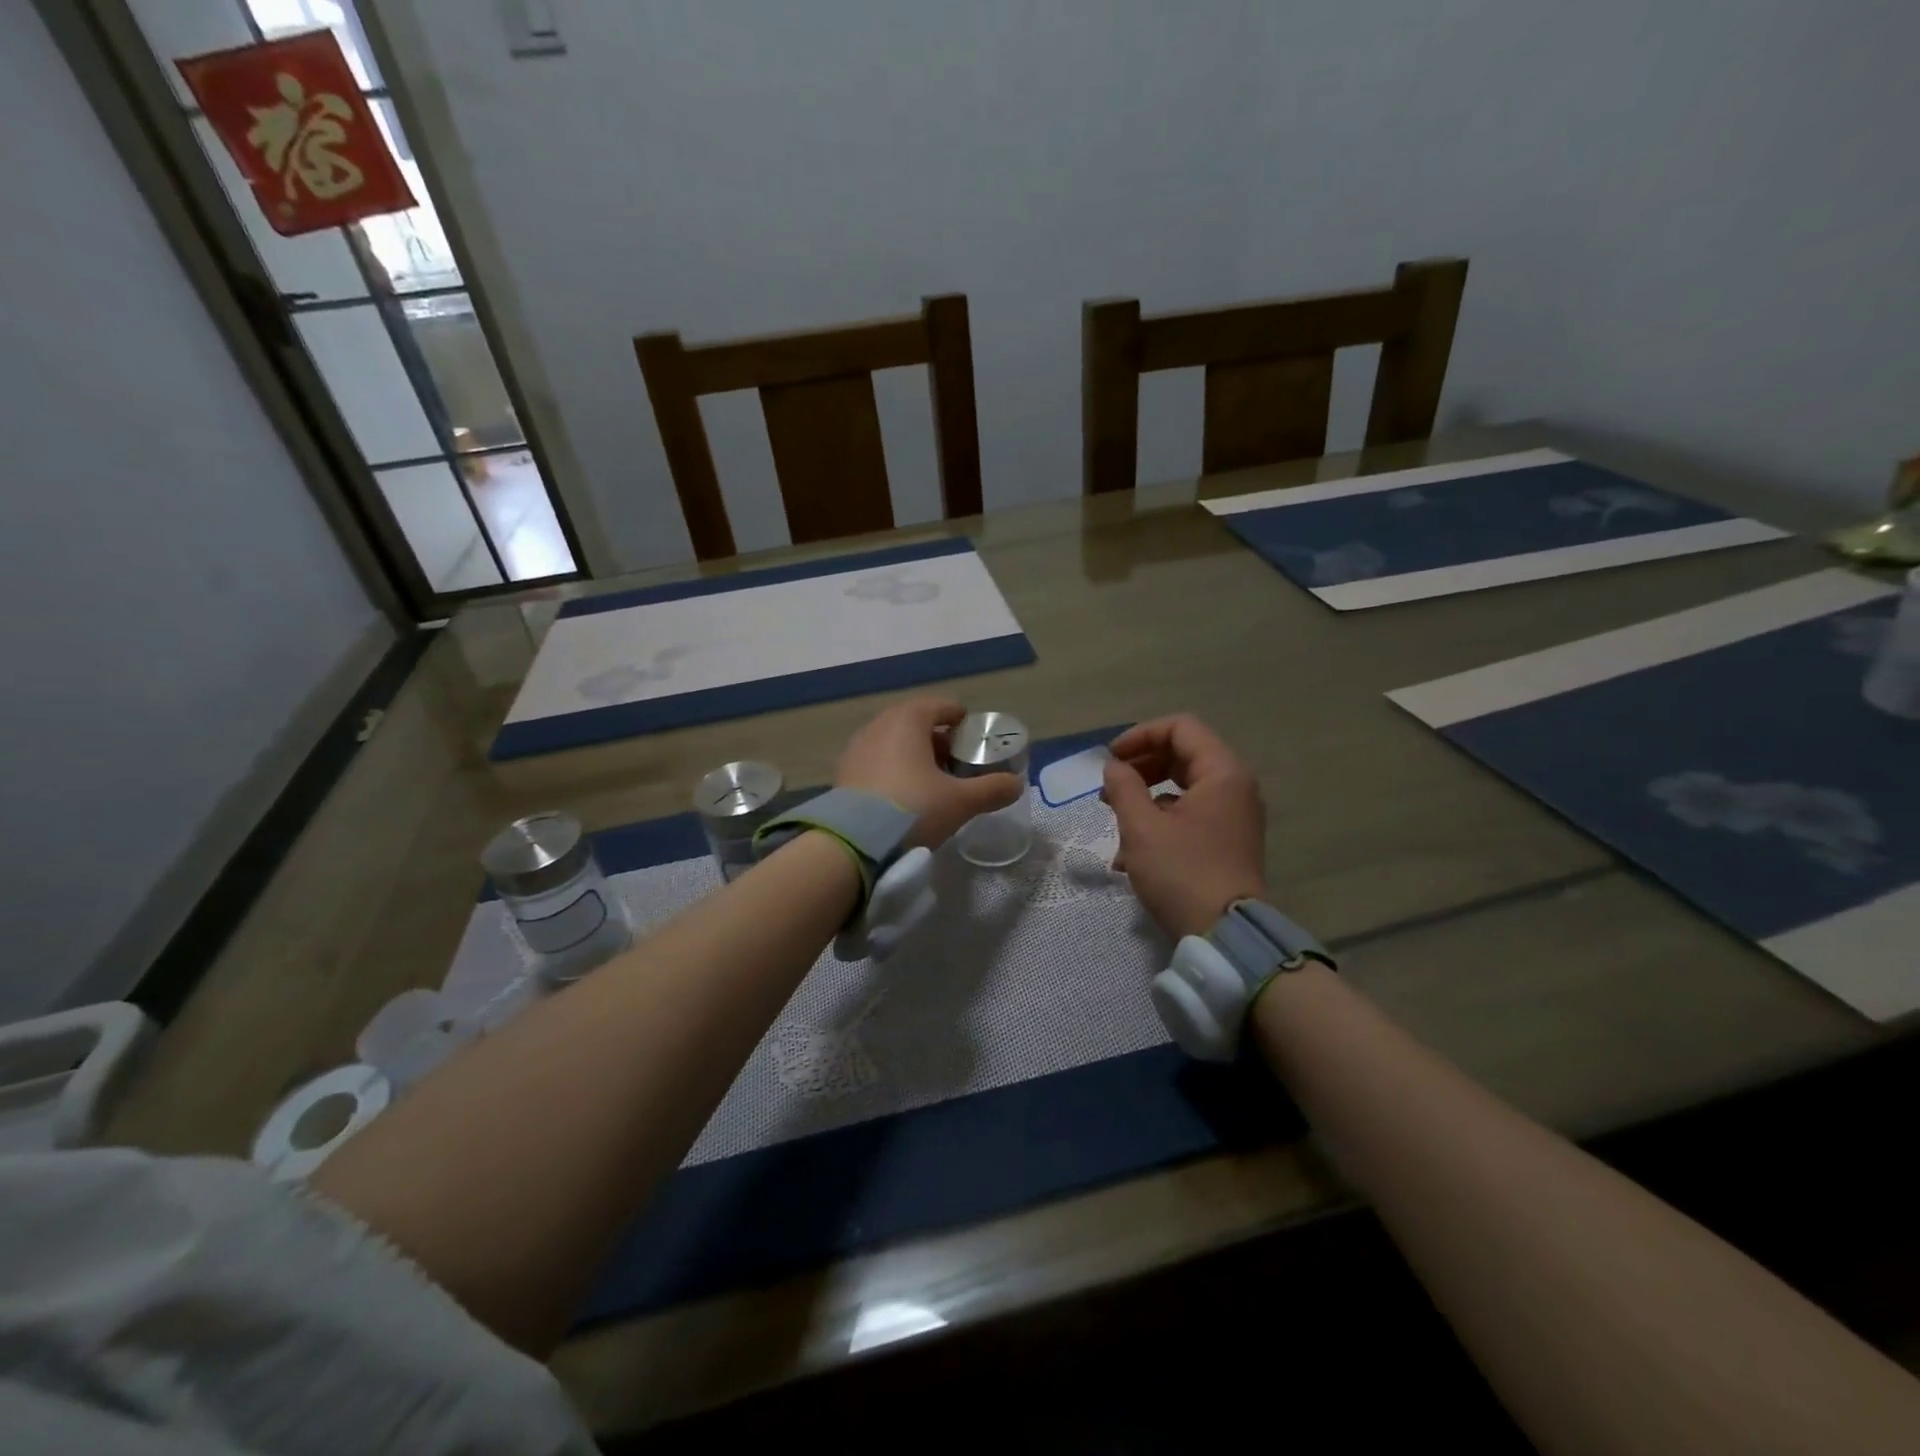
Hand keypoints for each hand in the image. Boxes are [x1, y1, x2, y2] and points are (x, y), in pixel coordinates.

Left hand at [836, 697, 1021, 848]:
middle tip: (955, 762)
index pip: (940, 706)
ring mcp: (856, 748)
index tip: (973, 737)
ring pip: (893, 742)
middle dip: (937, 739)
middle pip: (915, 723)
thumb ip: (991, 789)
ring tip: (930, 781)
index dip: (960, 719)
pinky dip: (892, 770)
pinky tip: (902, 796)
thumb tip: (1017, 784)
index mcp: (908, 720)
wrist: (853, 843)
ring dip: (913, 755)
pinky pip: (876, 762)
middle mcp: (879, 725)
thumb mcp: (960, 802)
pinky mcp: (843, 773)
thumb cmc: (912, 809)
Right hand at [1102, 715, 1267, 939]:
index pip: (1180, 728)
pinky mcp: (1227, 840)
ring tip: (1115, 819)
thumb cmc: (1181, 873)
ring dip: (1145, 796)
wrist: (1224, 935)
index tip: (1111, 759)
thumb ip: (1123, 787)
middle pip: (1183, 755)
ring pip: (1183, 787)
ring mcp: (1234, 815)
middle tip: (1109, 787)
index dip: (1140, 736)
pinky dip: (1160, 820)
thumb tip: (1114, 767)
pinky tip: (1131, 851)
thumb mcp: (1141, 827)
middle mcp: (1235, 787)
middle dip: (1141, 767)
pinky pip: (1191, 814)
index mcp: (1222, 773)